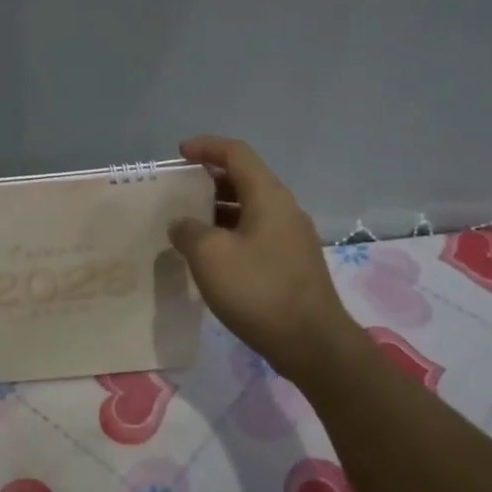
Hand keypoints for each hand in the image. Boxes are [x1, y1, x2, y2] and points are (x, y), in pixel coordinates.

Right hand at [168, 136, 363, 382]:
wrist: (312, 343)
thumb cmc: (258, 290)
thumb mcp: (209, 255)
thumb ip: (189, 231)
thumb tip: (183, 225)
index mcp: (269, 196)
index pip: (237, 154)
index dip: (206, 147)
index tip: (180, 153)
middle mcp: (284, 209)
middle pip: (245, 179)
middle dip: (210, 179)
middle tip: (180, 190)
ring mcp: (292, 238)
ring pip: (250, 209)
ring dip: (219, 210)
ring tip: (189, 225)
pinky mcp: (292, 264)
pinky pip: (256, 234)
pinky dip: (231, 233)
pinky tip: (212, 257)